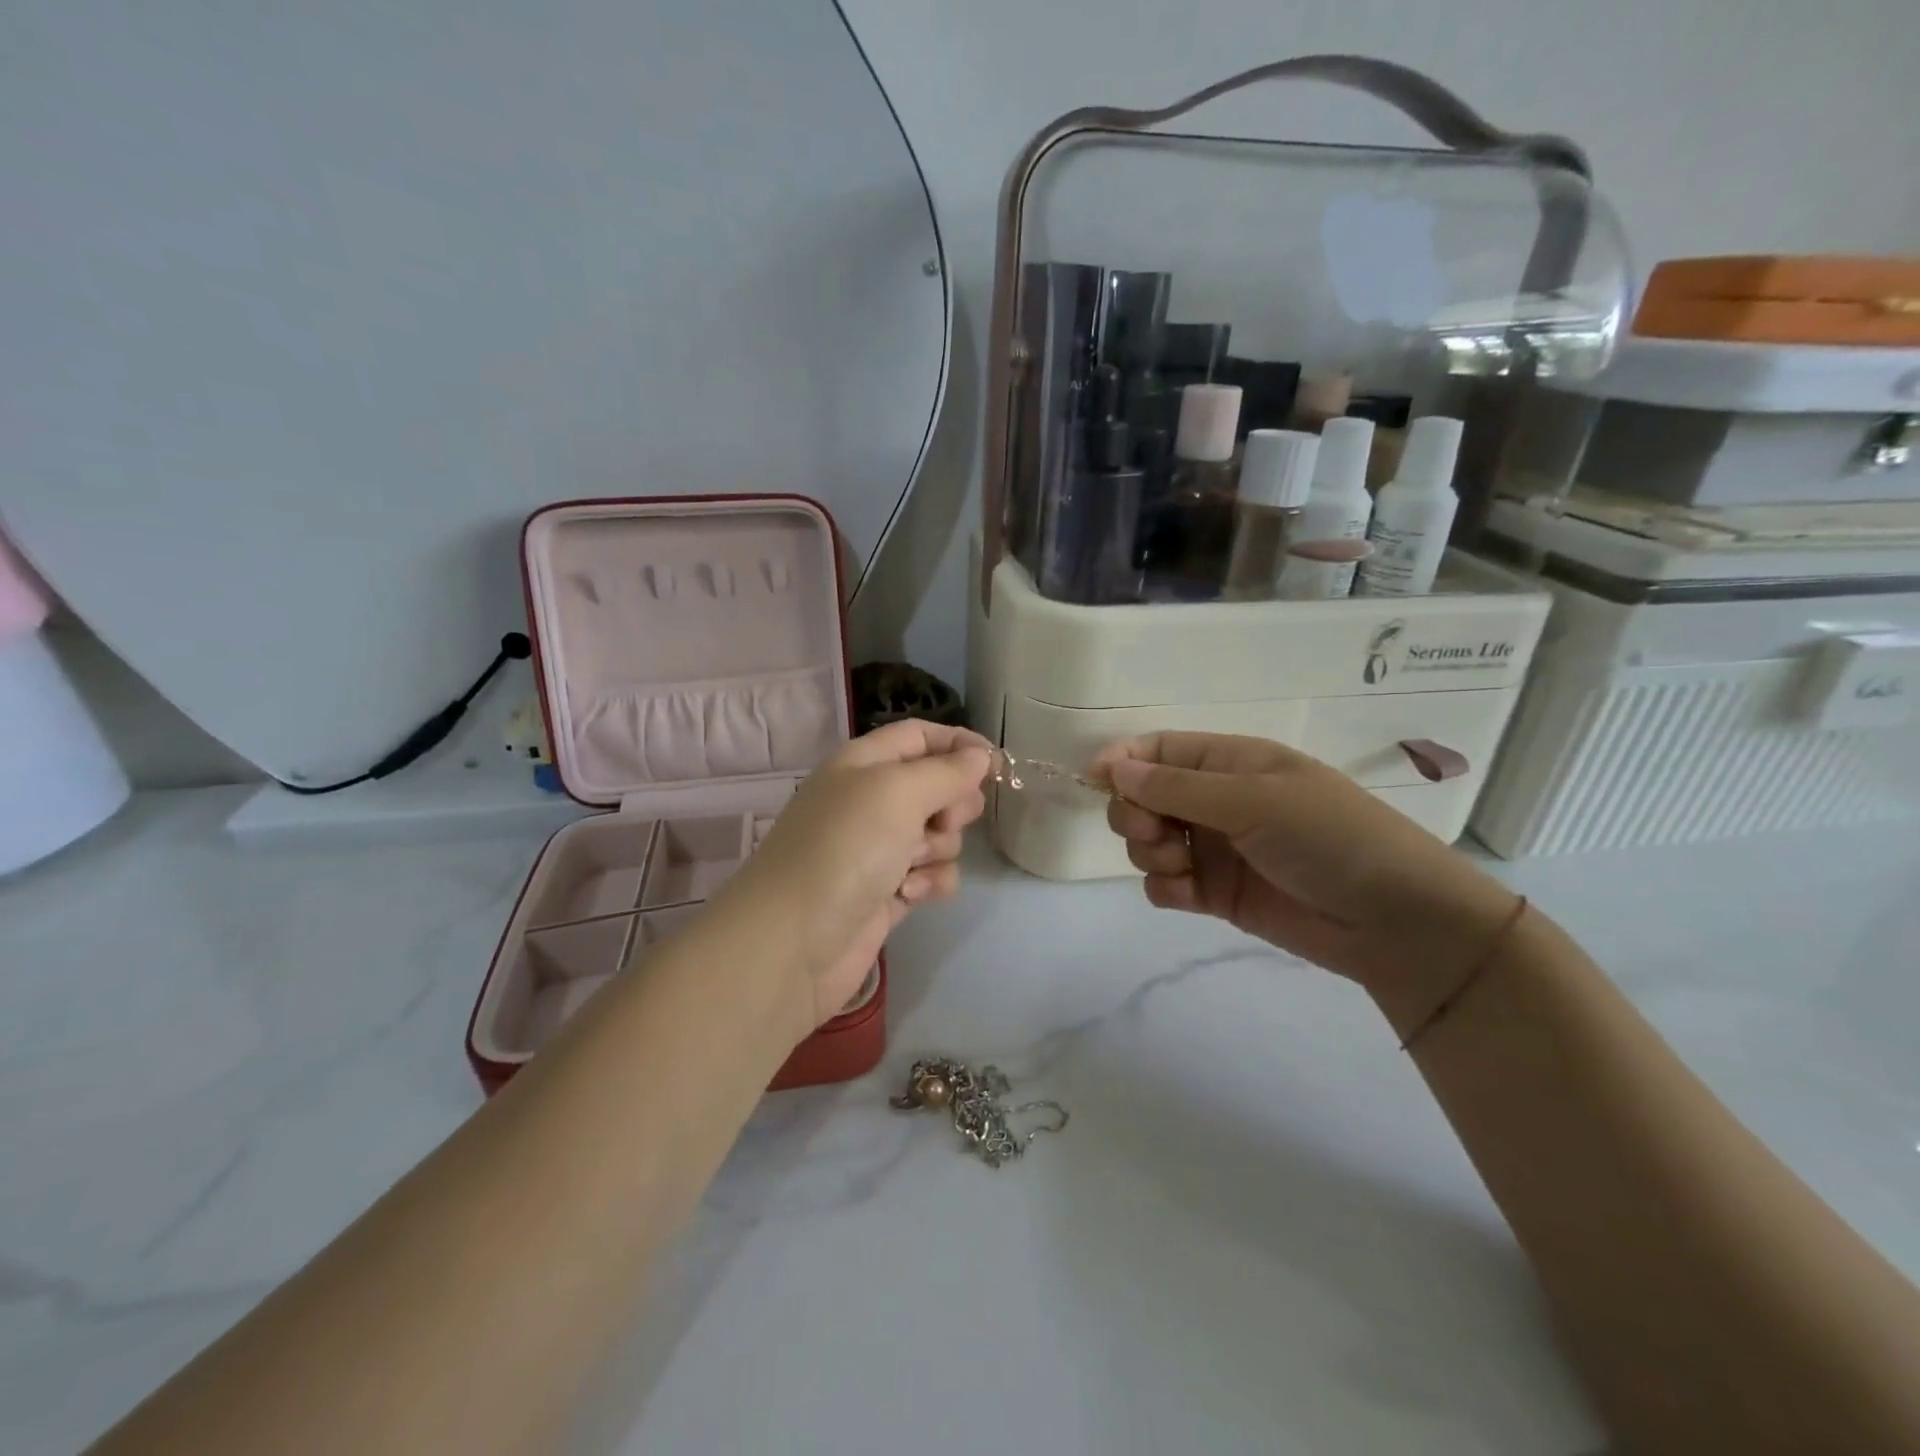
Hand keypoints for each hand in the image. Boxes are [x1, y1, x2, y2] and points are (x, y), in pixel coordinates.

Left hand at [719, 719, 992, 1031]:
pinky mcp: (886, 894)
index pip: (918, 736)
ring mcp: (877, 851)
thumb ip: (946, 770)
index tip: (996, 764)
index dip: (958, 743)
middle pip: (935, 786)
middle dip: (954, 803)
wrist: (793, 942)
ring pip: (938, 835)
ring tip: (912, 865)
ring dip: (939, 848)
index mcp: (863, 764)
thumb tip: (980, 756)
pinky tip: (910, 895)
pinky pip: (929, 876)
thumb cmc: (845, 849)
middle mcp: (869, 802)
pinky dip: (929, 883)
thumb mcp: (898, 792)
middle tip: (946, 820)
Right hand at [1092, 732, 1518, 998]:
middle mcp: (1217, 801)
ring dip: (1150, 854)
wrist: (1394, 921)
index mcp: (1231, 763)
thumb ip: (1177, 786)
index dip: (1124, 759)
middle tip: (1154, 833)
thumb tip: (1113, 766)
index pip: (1161, 750)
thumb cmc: (1328, 837)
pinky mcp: (1217, 894)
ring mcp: (1216, 848)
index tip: (1095, 780)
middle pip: (1144, 796)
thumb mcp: (1253, 800)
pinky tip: (1185, 896)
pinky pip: (1166, 885)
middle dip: (1135, 813)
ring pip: (1150, 842)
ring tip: (1181, 869)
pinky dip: (1165, 888)